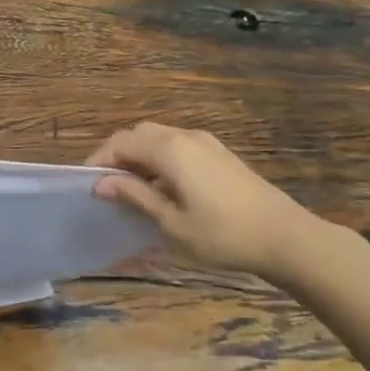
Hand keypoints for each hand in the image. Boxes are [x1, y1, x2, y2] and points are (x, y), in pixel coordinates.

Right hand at [88, 123, 335, 278]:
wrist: (285, 237)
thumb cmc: (222, 234)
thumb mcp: (171, 223)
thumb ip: (134, 197)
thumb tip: (100, 183)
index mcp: (169, 149)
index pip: (120, 142)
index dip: (98, 159)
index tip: (85, 184)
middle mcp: (184, 136)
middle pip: (138, 133)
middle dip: (117, 154)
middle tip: (106, 185)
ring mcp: (206, 142)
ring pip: (159, 136)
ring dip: (139, 155)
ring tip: (131, 188)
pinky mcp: (220, 153)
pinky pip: (178, 144)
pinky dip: (160, 157)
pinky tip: (163, 186)